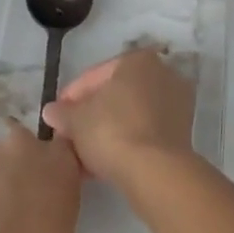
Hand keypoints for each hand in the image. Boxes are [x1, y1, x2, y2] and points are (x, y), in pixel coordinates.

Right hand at [42, 47, 196, 190]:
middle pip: (115, 95)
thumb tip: (51, 111)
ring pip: (130, 115)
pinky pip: (144, 132)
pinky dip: (125, 143)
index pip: (95, 75)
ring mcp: (176, 104)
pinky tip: (103, 164)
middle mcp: (162, 74)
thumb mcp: (76, 121)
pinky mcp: (182, 134)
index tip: (56, 117)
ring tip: (82, 155)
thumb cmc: (112, 131)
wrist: (156, 172)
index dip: (71, 97)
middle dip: (90, 116)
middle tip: (69, 136)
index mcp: (137, 60)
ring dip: (106, 132)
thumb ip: (63, 113)